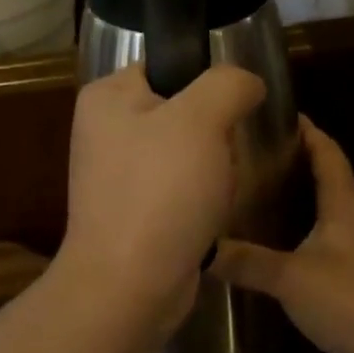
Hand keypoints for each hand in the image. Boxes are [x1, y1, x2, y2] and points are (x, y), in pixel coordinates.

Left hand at [60, 62, 265, 333]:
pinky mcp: (135, 212)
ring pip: (189, 153)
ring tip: (218, 191)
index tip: (232, 111)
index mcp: (107, 97)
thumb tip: (248, 83)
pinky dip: (201, 200)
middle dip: (215, 135)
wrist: (131, 286)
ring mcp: (118, 175)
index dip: (208, 84)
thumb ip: (229, 83)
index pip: (169, 66)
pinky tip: (208, 216)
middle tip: (224, 157)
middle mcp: (106, 131)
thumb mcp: (201, 119)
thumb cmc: (161, 191)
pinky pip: (181, 190)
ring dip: (214, 171)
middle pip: (184, 111)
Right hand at [214, 117, 353, 352]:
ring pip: (329, 211)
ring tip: (260, 196)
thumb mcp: (290, 277)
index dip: (307, 130)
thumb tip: (201, 249)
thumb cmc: (351, 298)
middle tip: (253, 156)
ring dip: (301, 200)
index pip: (326, 151)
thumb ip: (247, 261)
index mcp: (345, 202)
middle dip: (296, 163)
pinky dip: (306, 234)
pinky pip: (330, 242)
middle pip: (328, 177)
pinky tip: (281, 247)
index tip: (278, 114)